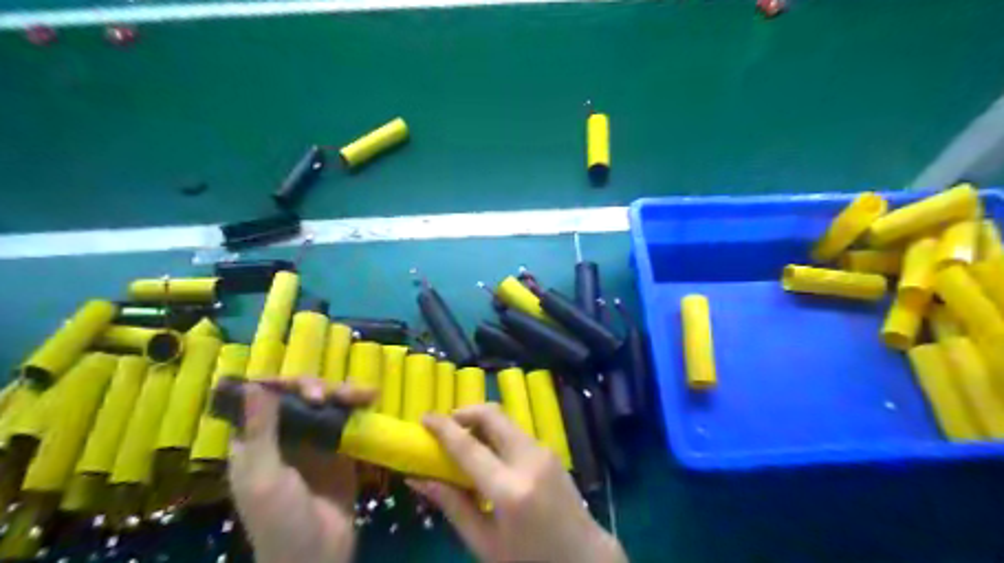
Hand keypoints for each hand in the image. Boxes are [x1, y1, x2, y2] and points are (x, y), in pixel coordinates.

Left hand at [227, 377, 376, 561]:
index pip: (264, 399)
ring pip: (328, 403)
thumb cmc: (280, 521)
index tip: (303, 389)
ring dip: (344, 392)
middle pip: (300, 396)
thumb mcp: (265, 477)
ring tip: (363, 395)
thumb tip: (254, 384)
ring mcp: (315, 441)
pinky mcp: (342, 448)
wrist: (318, 556)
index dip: (283, 385)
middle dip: (317, 388)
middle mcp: (285, 435)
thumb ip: (261, 431)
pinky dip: (360, 405)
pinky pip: (349, 418)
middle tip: (329, 397)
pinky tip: (371, 399)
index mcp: (256, 442)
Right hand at [408, 405, 624, 562]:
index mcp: (510, 490)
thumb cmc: (529, 559)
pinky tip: (488, 452)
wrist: (584, 558)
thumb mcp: (484, 542)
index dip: (443, 428)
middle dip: (465, 412)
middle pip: (493, 415)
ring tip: (464, 440)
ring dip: (481, 421)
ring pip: (506, 419)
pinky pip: (516, 431)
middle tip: (446, 425)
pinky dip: (496, 432)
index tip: (424, 417)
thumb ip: (452, 505)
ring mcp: (544, 451)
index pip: (469, 448)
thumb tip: (418, 478)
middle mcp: (529, 460)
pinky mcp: (551, 450)